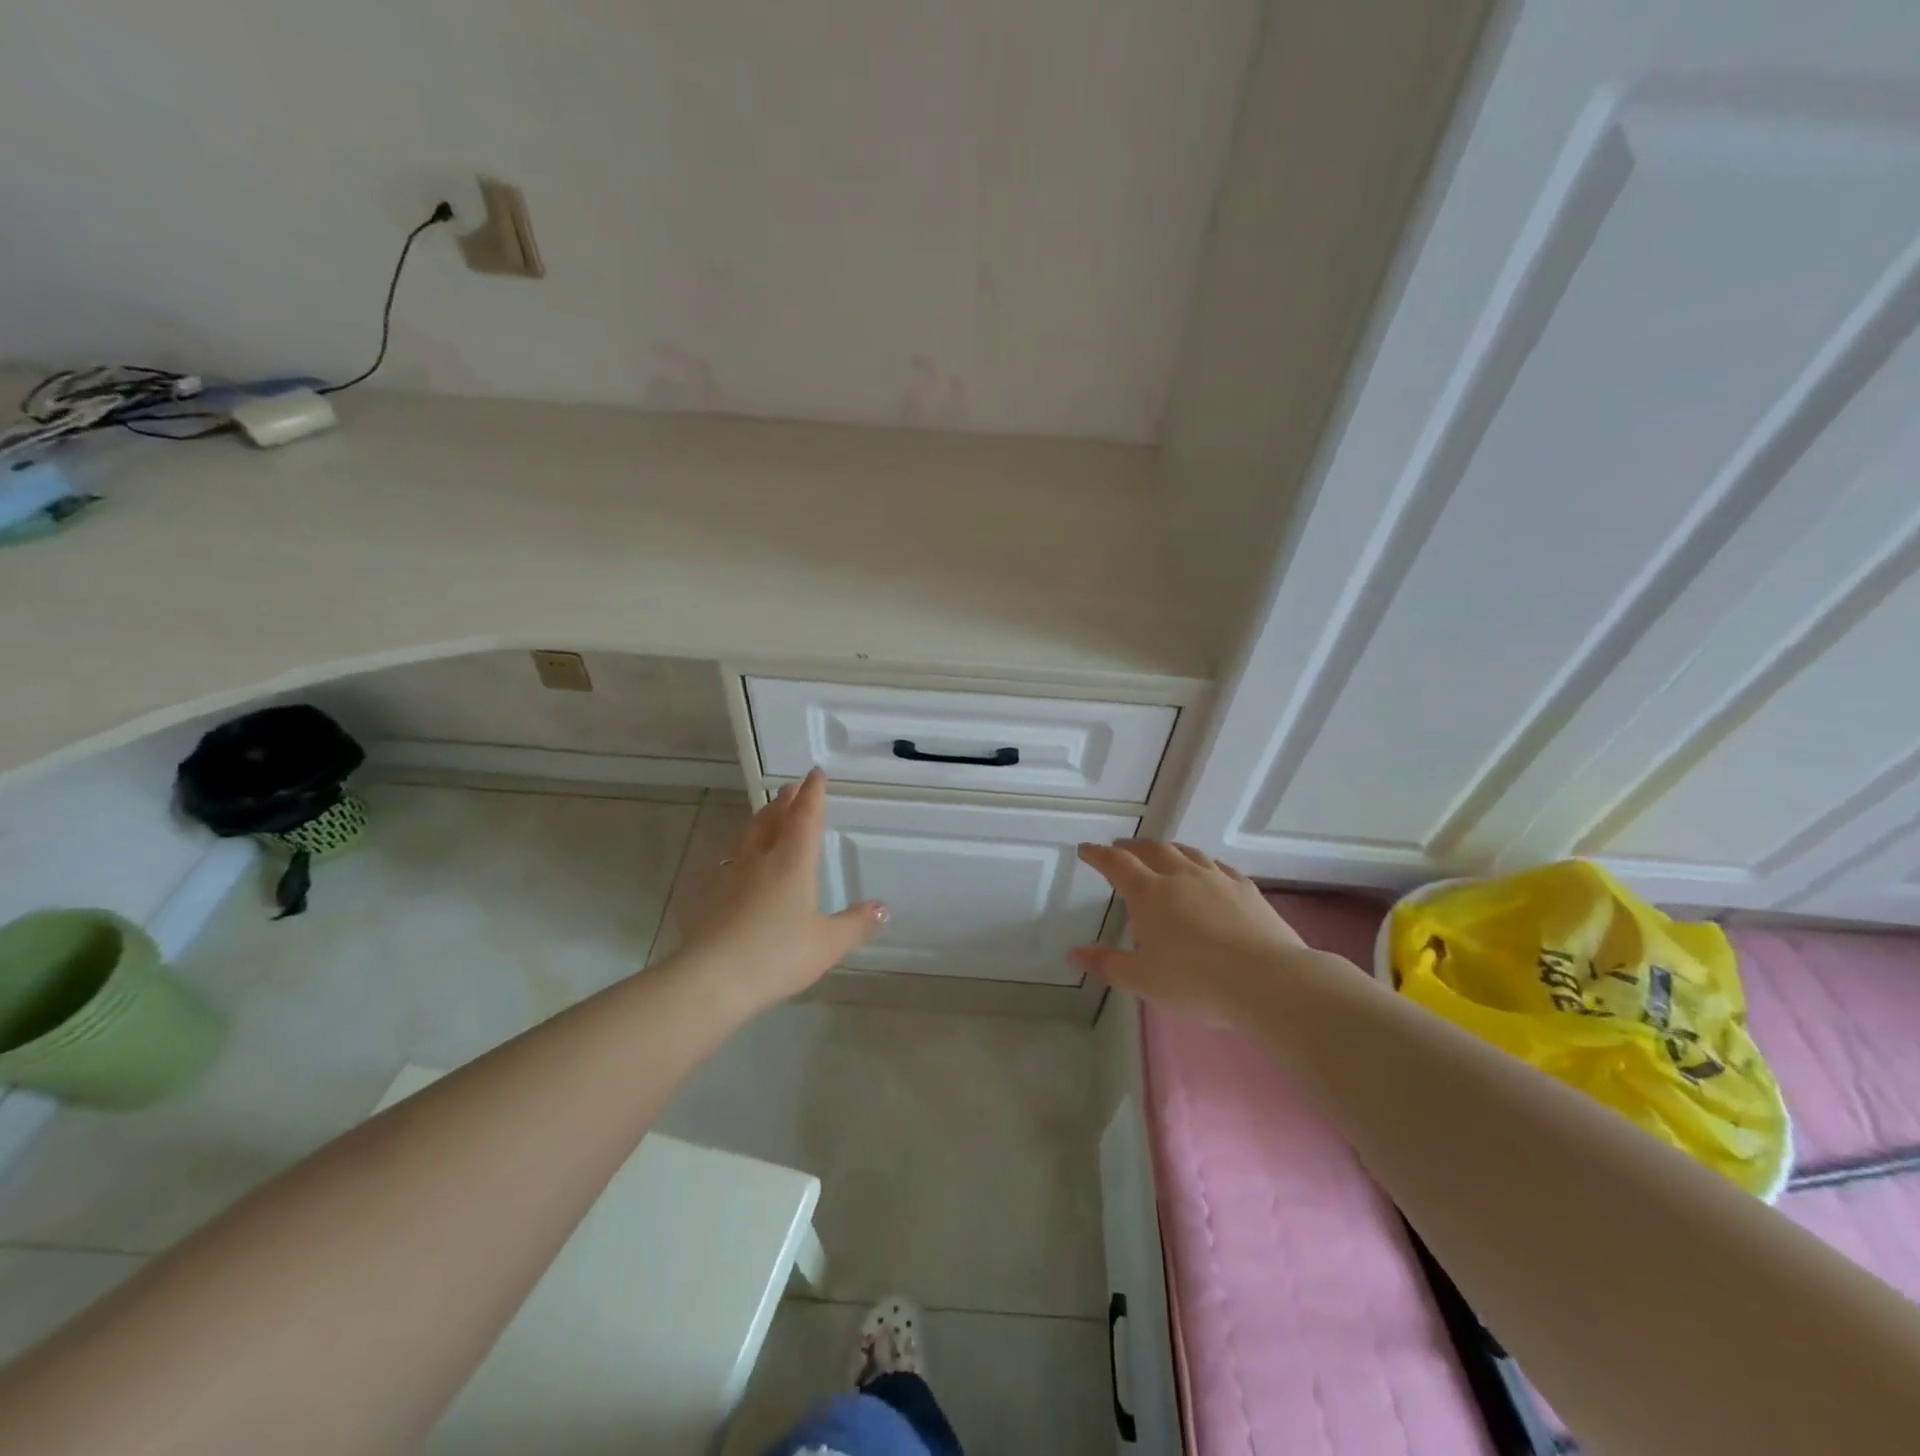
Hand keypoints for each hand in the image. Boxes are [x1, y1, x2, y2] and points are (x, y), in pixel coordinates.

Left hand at [675, 770, 885, 1010]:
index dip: (812, 794)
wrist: (712, 978)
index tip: (815, 774)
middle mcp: (760, 859)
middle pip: (772, 820)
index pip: (805, 817)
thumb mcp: (827, 943)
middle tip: (791, 789)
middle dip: (785, 802)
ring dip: (760, 819)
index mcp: (792, 862)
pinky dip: (738, 848)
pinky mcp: (708, 895)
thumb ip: (855, 924)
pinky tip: (735, 860)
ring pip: (746, 835)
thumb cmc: (777, 955)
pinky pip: (727, 859)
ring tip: (766, 814)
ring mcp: (730, 875)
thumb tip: (881, 908)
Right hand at [1070, 840, 1307, 1023]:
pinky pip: (1217, 866)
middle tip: (1120, 848)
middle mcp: (1180, 875)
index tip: (1086, 849)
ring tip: (1160, 853)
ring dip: (1166, 849)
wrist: (1268, 981)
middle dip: (1131, 847)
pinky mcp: (1246, 888)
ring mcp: (1216, 878)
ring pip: (1186, 852)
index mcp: (1149, 893)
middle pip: (1151, 849)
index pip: (1116, 864)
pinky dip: (1202, 863)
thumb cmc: (1196, 981)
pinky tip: (1206, 872)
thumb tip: (1074, 953)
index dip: (1098, 855)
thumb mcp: (1143, 980)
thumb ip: (1107, 964)